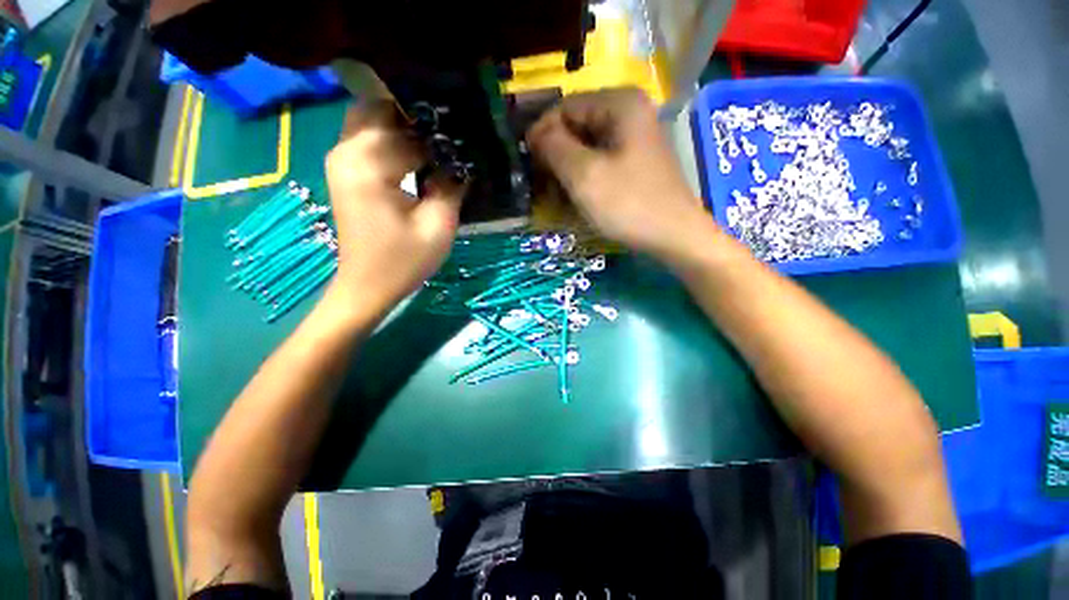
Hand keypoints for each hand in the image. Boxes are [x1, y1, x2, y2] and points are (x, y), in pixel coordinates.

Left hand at [324, 100, 464, 313]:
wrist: (368, 285)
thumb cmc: (403, 261)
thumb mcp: (438, 227)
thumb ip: (451, 186)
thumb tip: (462, 161)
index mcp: (368, 165)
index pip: (410, 131)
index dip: (442, 136)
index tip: (467, 141)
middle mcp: (347, 151)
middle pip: (383, 108)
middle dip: (419, 119)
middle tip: (450, 139)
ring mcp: (341, 159)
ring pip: (372, 118)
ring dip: (404, 125)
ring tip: (436, 145)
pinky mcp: (345, 170)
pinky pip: (367, 136)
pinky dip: (392, 137)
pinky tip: (417, 154)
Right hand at [527, 88, 714, 261]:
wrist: (674, 236)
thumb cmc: (628, 204)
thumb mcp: (584, 175)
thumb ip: (554, 148)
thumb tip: (534, 134)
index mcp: (619, 104)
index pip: (565, 107)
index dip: (541, 132)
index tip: (526, 162)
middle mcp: (629, 113)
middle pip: (577, 126)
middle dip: (555, 154)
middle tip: (540, 183)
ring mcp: (634, 138)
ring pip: (587, 146)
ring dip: (567, 169)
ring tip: (554, 195)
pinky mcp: (635, 162)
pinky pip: (600, 161)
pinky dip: (583, 177)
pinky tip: (575, 197)